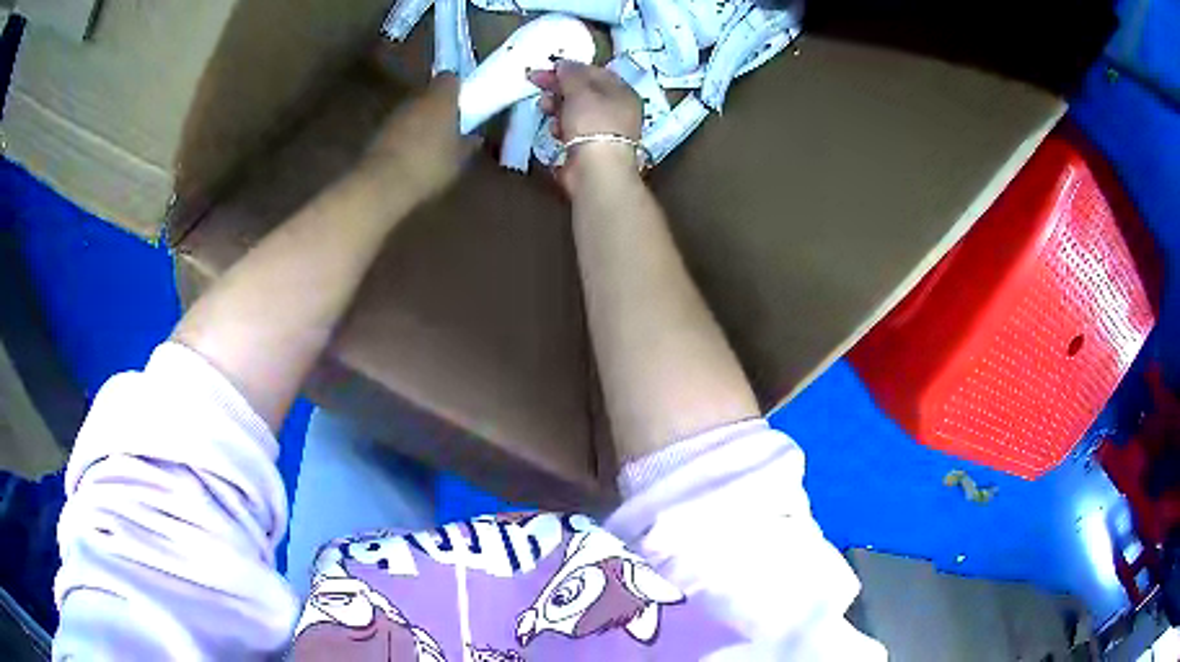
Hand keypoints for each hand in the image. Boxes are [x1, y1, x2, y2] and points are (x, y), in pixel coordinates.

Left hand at [364, 74, 478, 200]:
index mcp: (441, 98)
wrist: (381, 184)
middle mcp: (416, 98)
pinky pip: (398, 128)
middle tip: (449, 128)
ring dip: (420, 122)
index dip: (457, 88)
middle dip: (438, 107)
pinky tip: (410, 158)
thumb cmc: (428, 166)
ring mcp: (394, 114)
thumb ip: (467, 145)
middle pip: (430, 94)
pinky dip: (404, 137)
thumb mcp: (457, 160)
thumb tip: (475, 138)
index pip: (450, 78)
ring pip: (413, 111)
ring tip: (429, 147)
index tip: (464, 104)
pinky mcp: (378, 132)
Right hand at [527, 61, 643, 195]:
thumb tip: (564, 64)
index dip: (569, 68)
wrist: (596, 169)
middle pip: (582, 91)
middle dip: (558, 87)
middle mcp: (616, 109)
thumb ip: (571, 73)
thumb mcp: (581, 89)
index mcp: (622, 92)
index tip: (546, 68)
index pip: (594, 72)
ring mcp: (603, 130)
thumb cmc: (593, 121)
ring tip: (545, 108)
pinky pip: (571, 130)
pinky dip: (560, 128)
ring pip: (574, 110)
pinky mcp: (589, 148)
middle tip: (537, 84)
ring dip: (556, 107)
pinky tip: (555, 131)